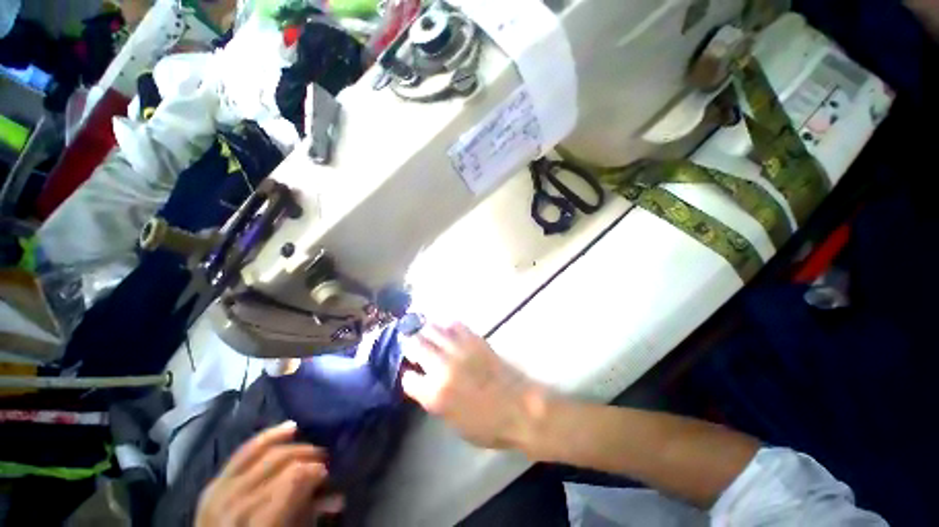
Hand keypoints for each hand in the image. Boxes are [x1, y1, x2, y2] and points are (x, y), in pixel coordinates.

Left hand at [195, 421, 343, 526]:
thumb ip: (306, 517)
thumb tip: (336, 498)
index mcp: (254, 523)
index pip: (291, 480)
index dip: (314, 471)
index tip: (327, 473)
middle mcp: (232, 504)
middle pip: (277, 463)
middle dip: (306, 456)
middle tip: (323, 460)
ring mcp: (218, 491)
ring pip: (260, 452)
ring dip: (291, 444)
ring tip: (311, 445)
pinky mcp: (213, 484)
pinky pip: (243, 452)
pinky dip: (267, 437)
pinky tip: (289, 427)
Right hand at [401, 322, 546, 449]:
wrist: (520, 408)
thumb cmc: (487, 426)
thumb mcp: (453, 423)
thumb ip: (435, 401)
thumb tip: (425, 384)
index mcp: (435, 394)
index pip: (408, 378)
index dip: (407, 375)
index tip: (410, 373)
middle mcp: (443, 367)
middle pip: (417, 345)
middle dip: (410, 344)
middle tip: (410, 343)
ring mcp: (460, 350)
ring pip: (434, 330)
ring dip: (425, 329)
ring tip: (423, 329)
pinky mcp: (475, 340)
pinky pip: (456, 325)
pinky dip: (448, 324)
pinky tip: (446, 327)